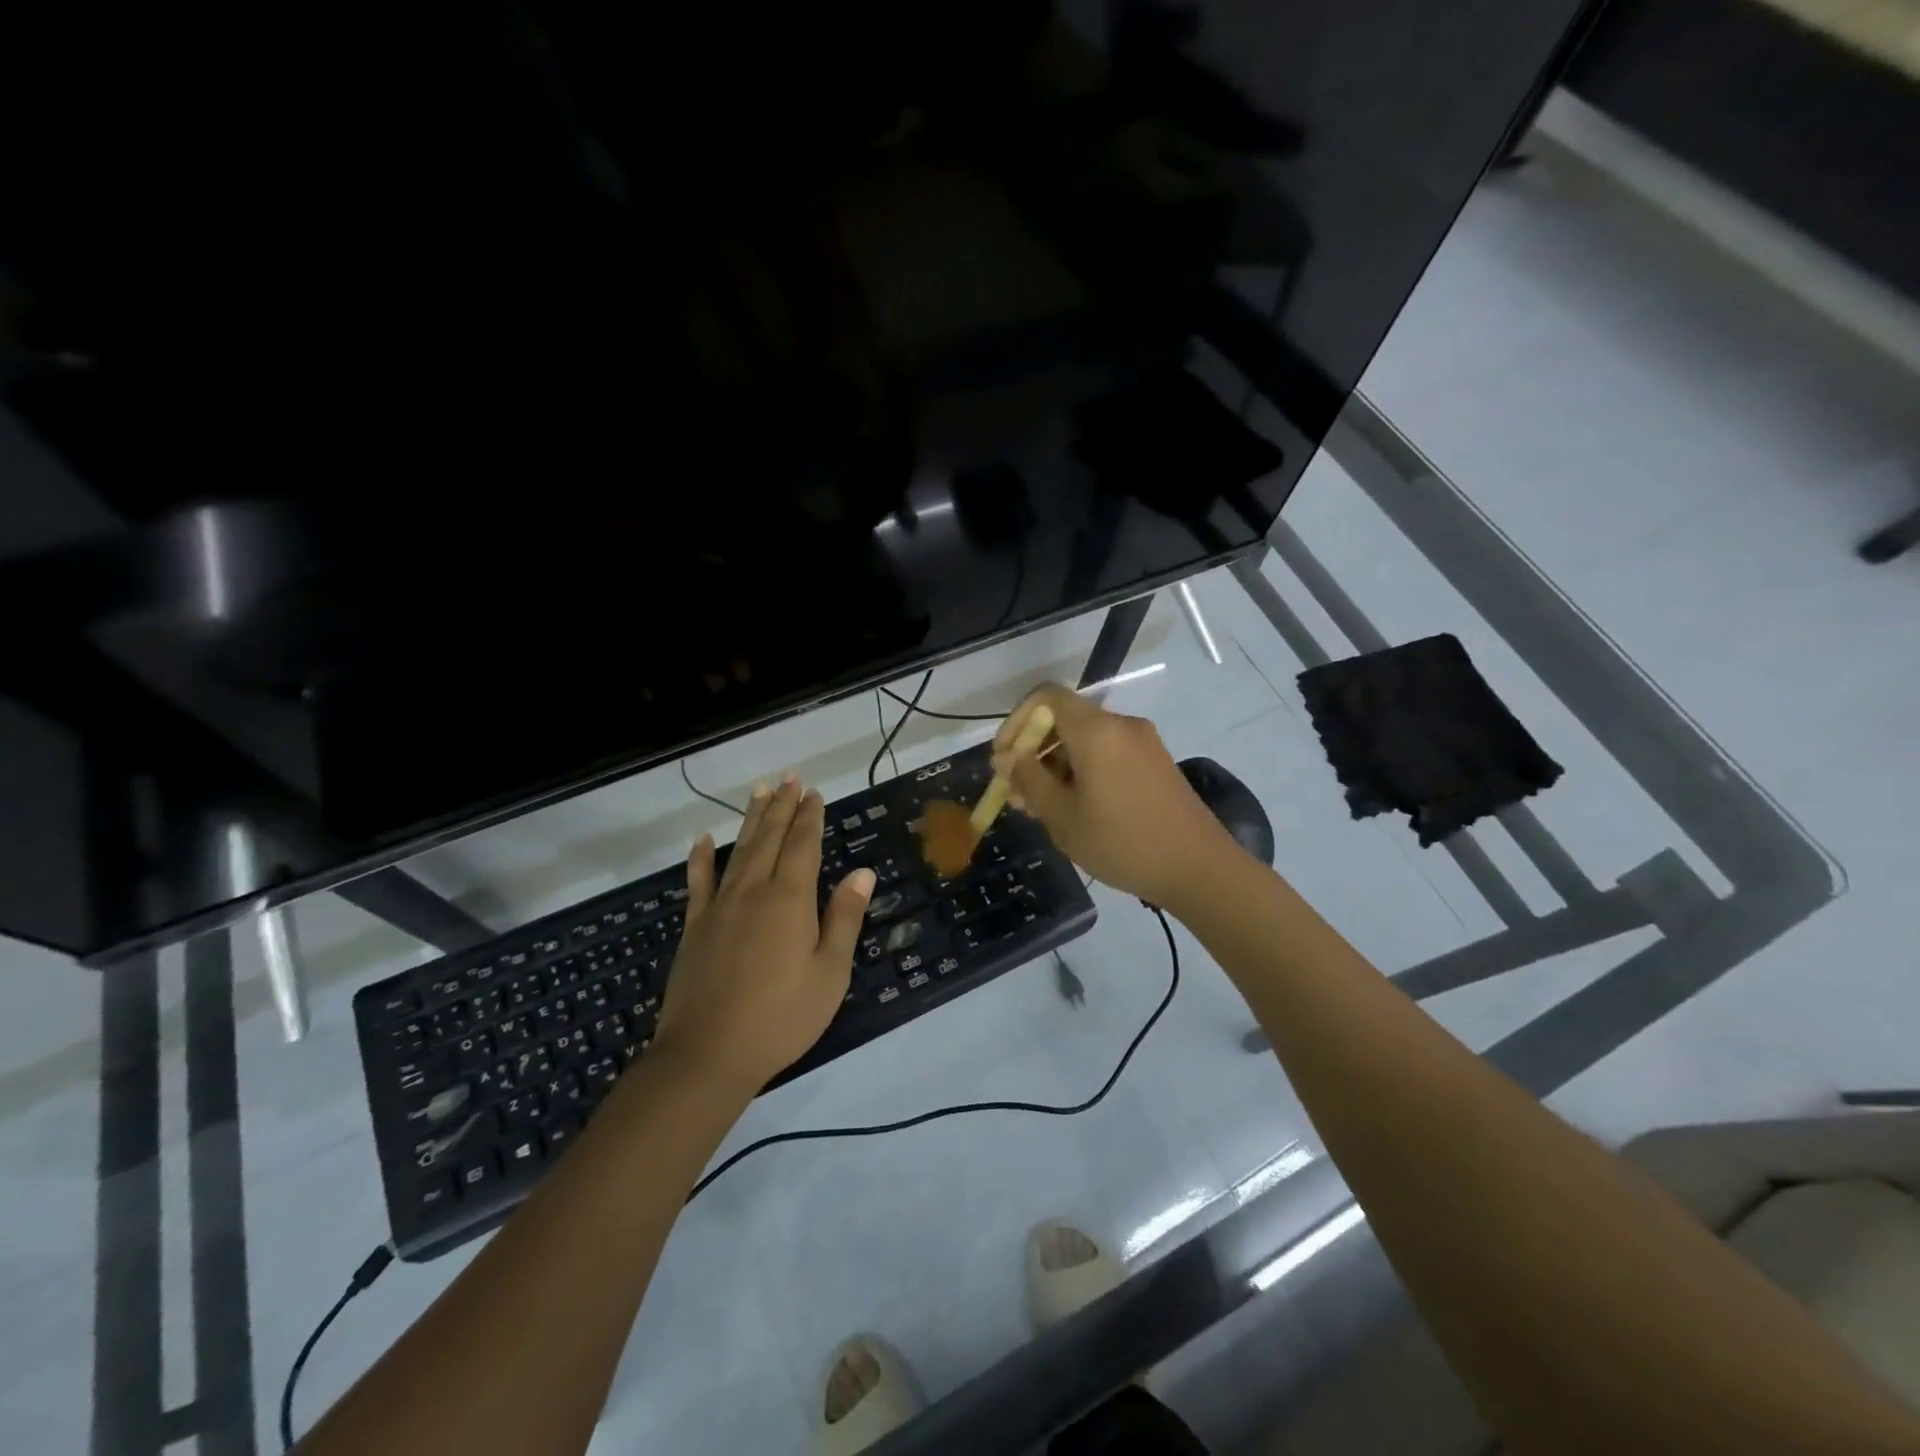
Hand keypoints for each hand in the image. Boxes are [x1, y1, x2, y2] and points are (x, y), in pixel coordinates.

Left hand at [655, 774, 874, 1092]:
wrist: (708, 1053)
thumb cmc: (781, 1016)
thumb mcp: (829, 972)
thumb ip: (844, 918)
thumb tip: (863, 873)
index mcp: (790, 899)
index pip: (803, 845)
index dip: (809, 817)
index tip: (813, 792)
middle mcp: (753, 891)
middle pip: (769, 838)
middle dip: (781, 806)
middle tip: (788, 777)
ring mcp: (720, 907)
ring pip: (738, 850)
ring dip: (751, 819)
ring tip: (758, 791)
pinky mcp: (696, 926)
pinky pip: (699, 882)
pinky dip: (701, 858)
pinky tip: (702, 840)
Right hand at [992, 683, 1241, 908]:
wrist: (1200, 869)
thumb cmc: (1123, 843)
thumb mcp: (1063, 817)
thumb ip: (1029, 780)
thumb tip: (1006, 758)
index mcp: (1096, 730)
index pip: (1045, 697)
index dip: (1016, 721)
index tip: (1004, 759)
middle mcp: (1121, 725)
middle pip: (1065, 720)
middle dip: (1034, 751)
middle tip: (1017, 794)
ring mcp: (1142, 742)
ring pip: (1085, 740)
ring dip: (1056, 766)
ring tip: (1041, 809)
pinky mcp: (1155, 762)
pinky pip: (1107, 753)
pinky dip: (1082, 771)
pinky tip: (1075, 809)